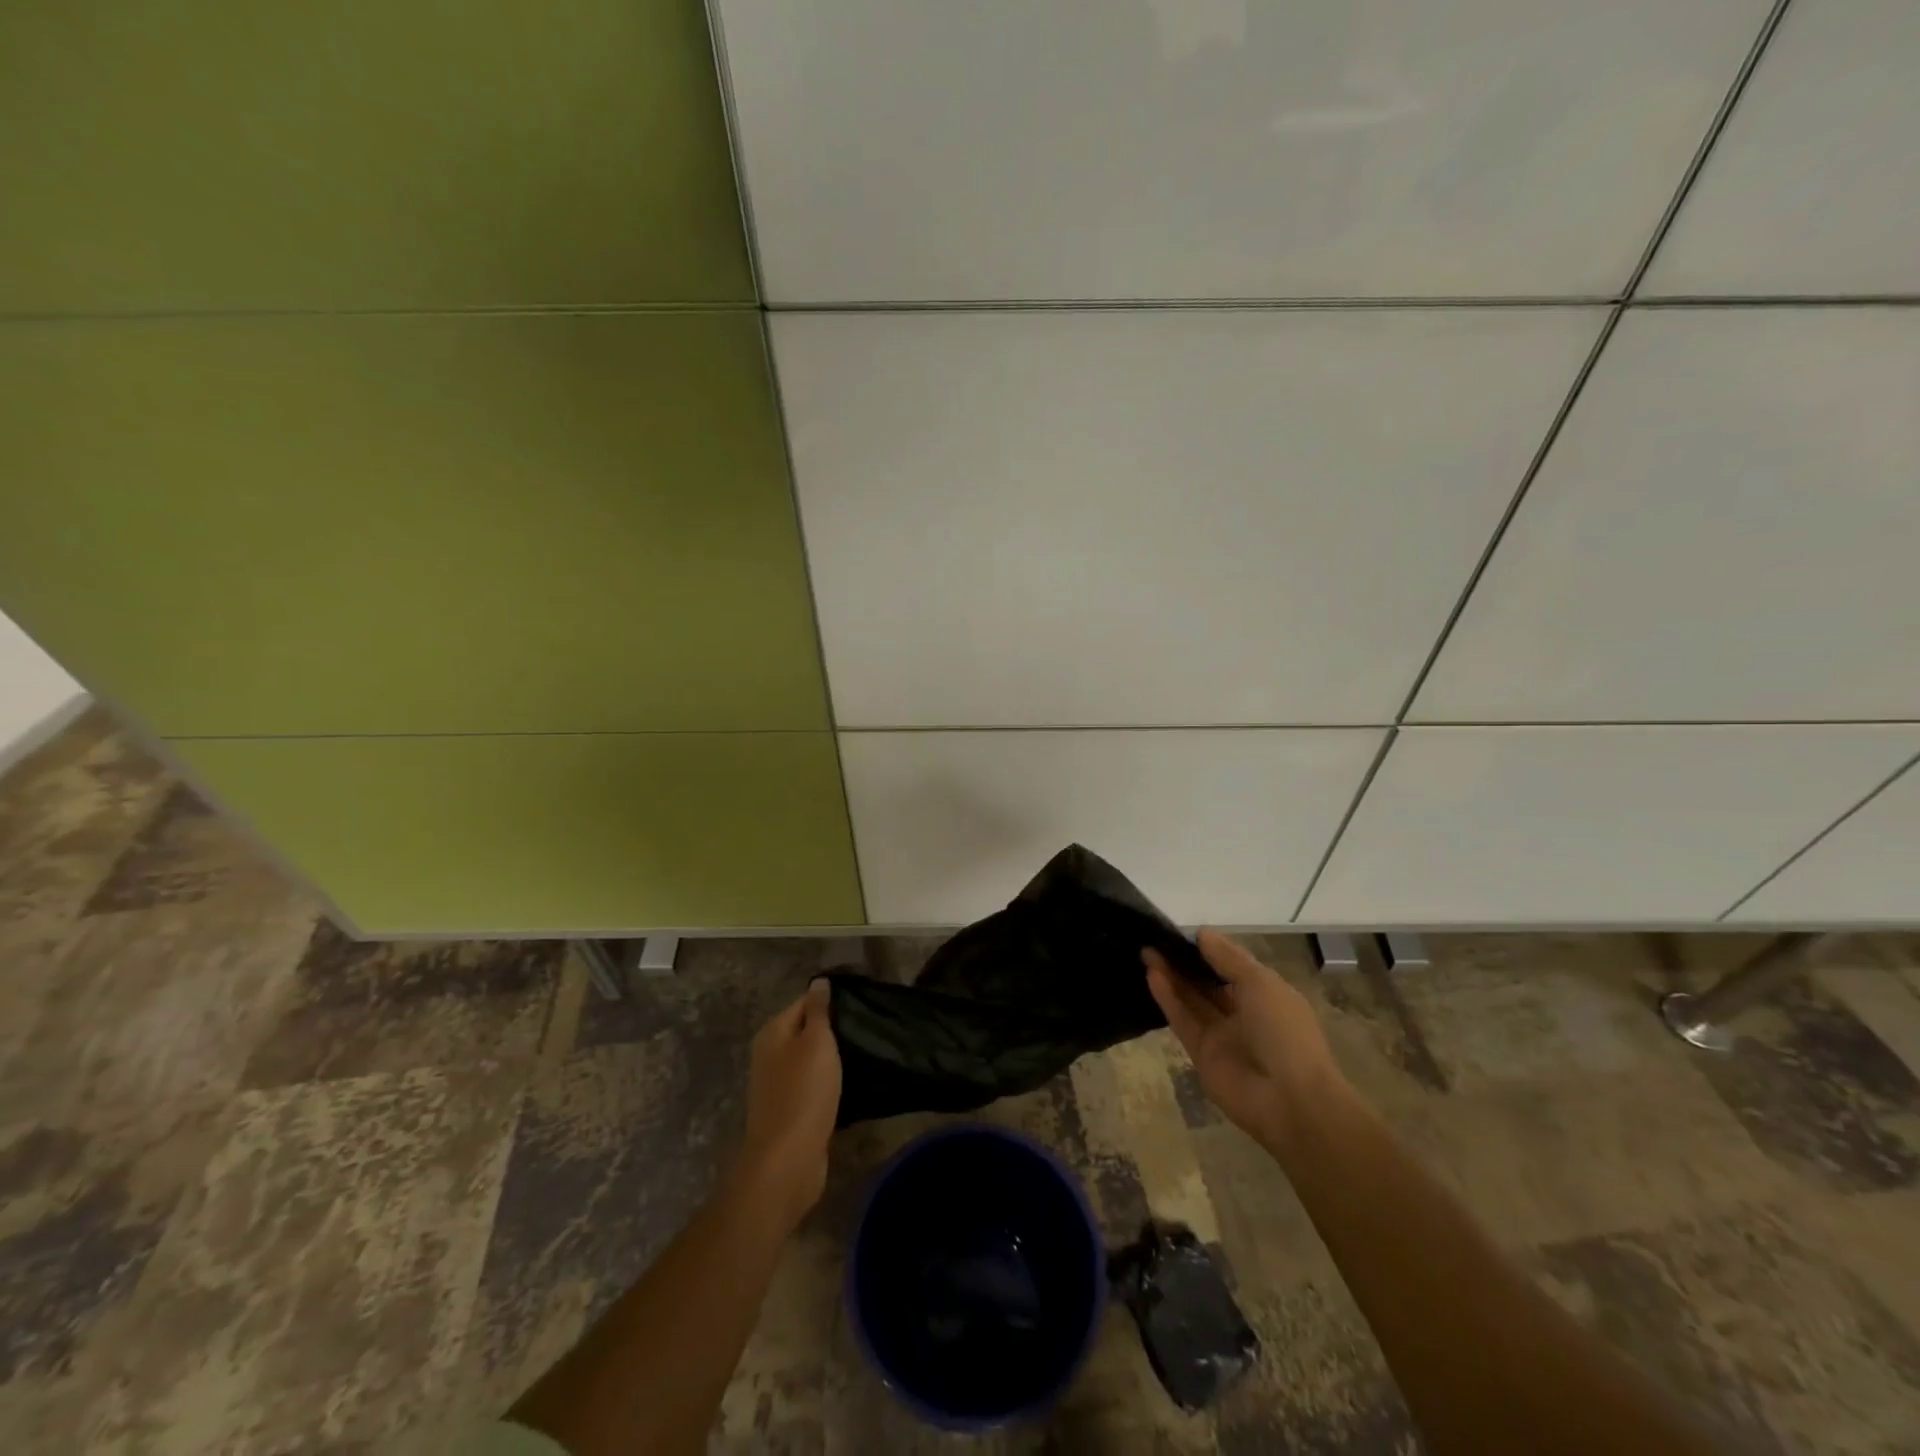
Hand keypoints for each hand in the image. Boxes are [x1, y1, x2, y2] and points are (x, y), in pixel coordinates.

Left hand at [730, 979, 841, 1234]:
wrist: (788, 1160)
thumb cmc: (804, 1092)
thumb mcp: (817, 1042)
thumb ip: (818, 1010)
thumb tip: (819, 981)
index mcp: (773, 1033)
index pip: (804, 1001)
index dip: (831, 998)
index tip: (862, 999)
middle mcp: (770, 1054)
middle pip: (806, 1030)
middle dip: (833, 1028)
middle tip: (868, 1025)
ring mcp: (778, 1084)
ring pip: (811, 1059)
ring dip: (833, 1057)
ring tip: (865, 1050)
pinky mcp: (791, 1110)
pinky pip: (814, 1085)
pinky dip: (830, 1082)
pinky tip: (852, 1082)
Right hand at [1145, 929, 1343, 1150]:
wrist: (1290, 1099)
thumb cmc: (1283, 1030)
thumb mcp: (1260, 983)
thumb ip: (1227, 958)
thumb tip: (1202, 933)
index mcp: (1265, 994)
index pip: (1232, 966)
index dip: (1208, 949)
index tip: (1181, 932)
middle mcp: (1243, 1012)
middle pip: (1207, 982)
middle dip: (1184, 961)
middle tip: (1155, 940)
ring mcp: (1221, 1035)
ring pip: (1191, 999)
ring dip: (1171, 976)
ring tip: (1146, 951)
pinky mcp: (1201, 1054)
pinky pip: (1182, 1020)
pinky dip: (1167, 998)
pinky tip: (1151, 975)